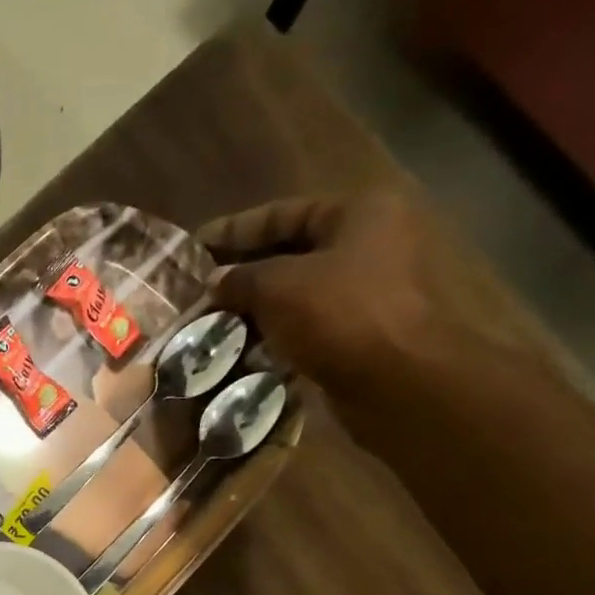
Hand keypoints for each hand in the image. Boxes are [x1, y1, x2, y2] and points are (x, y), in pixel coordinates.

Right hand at [198, 192, 556, 428]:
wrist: (400, 381)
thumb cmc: (340, 316)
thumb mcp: (277, 288)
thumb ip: (241, 279)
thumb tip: (215, 280)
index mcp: (360, 213)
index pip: (283, 213)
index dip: (234, 230)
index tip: (195, 247)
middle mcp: (373, 242)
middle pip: (294, 253)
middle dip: (245, 274)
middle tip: (202, 291)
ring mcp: (373, 289)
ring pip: (301, 293)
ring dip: (259, 309)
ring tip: (216, 325)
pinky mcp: (366, 332)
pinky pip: (312, 325)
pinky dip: (280, 335)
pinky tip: (246, 351)